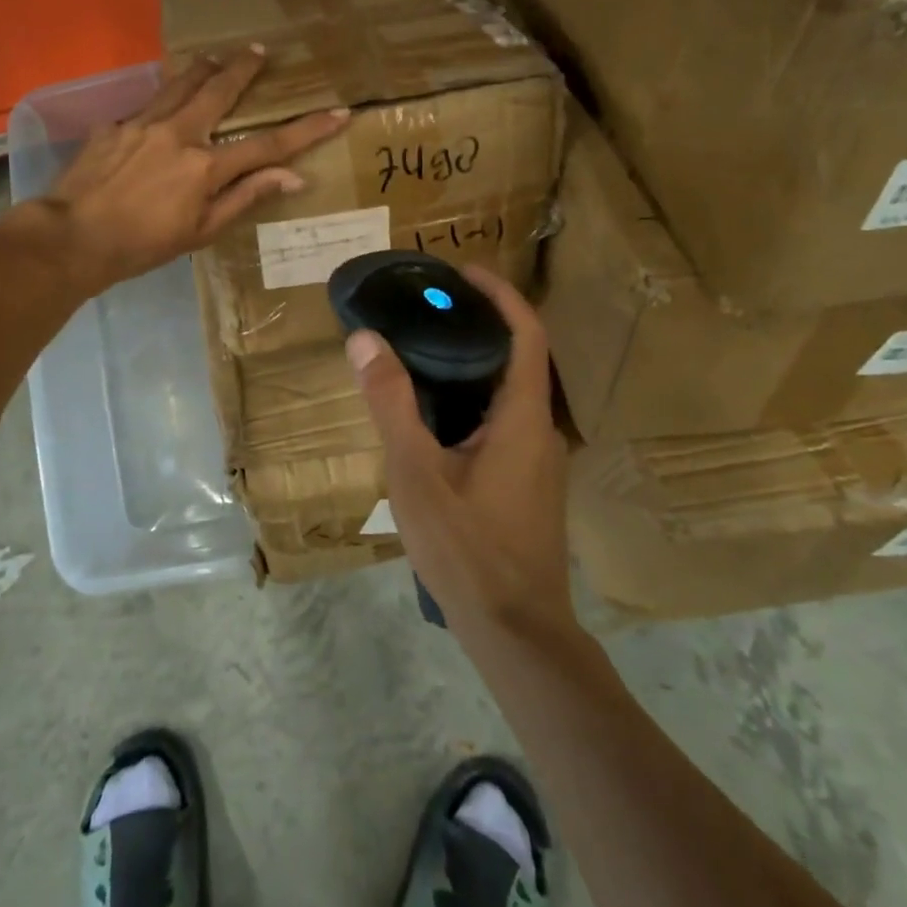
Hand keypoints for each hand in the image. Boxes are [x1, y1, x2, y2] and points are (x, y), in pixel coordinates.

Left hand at [38, 46, 347, 294]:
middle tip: (259, 50)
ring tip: (215, 58)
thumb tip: (292, 177)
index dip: (307, 129)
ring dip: (203, 68)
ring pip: (181, 83)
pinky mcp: (115, 124)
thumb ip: (246, 197)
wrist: (72, 237)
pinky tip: (161, 108)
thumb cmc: (143, 245)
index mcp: (206, 166)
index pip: (269, 144)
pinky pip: (148, 105)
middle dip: (245, 68)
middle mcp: (179, 133)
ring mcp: (143, 123)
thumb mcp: (202, 231)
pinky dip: (164, 101)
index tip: (338, 113)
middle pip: (221, 90)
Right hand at [347, 267, 573, 646]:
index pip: (526, 334)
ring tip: (422, 349)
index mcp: (524, 417)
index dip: (500, 294)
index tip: (462, 272)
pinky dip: (472, 398)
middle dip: (478, 324)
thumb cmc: (468, 549)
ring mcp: (537, 461)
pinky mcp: (526, 484)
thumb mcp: (416, 473)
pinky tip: (433, 414)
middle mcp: (541, 431)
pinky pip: (502, 421)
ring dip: (473, 363)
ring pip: (508, 393)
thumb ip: (391, 403)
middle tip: (426, 307)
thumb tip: (365, 338)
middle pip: (518, 358)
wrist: (516, 634)